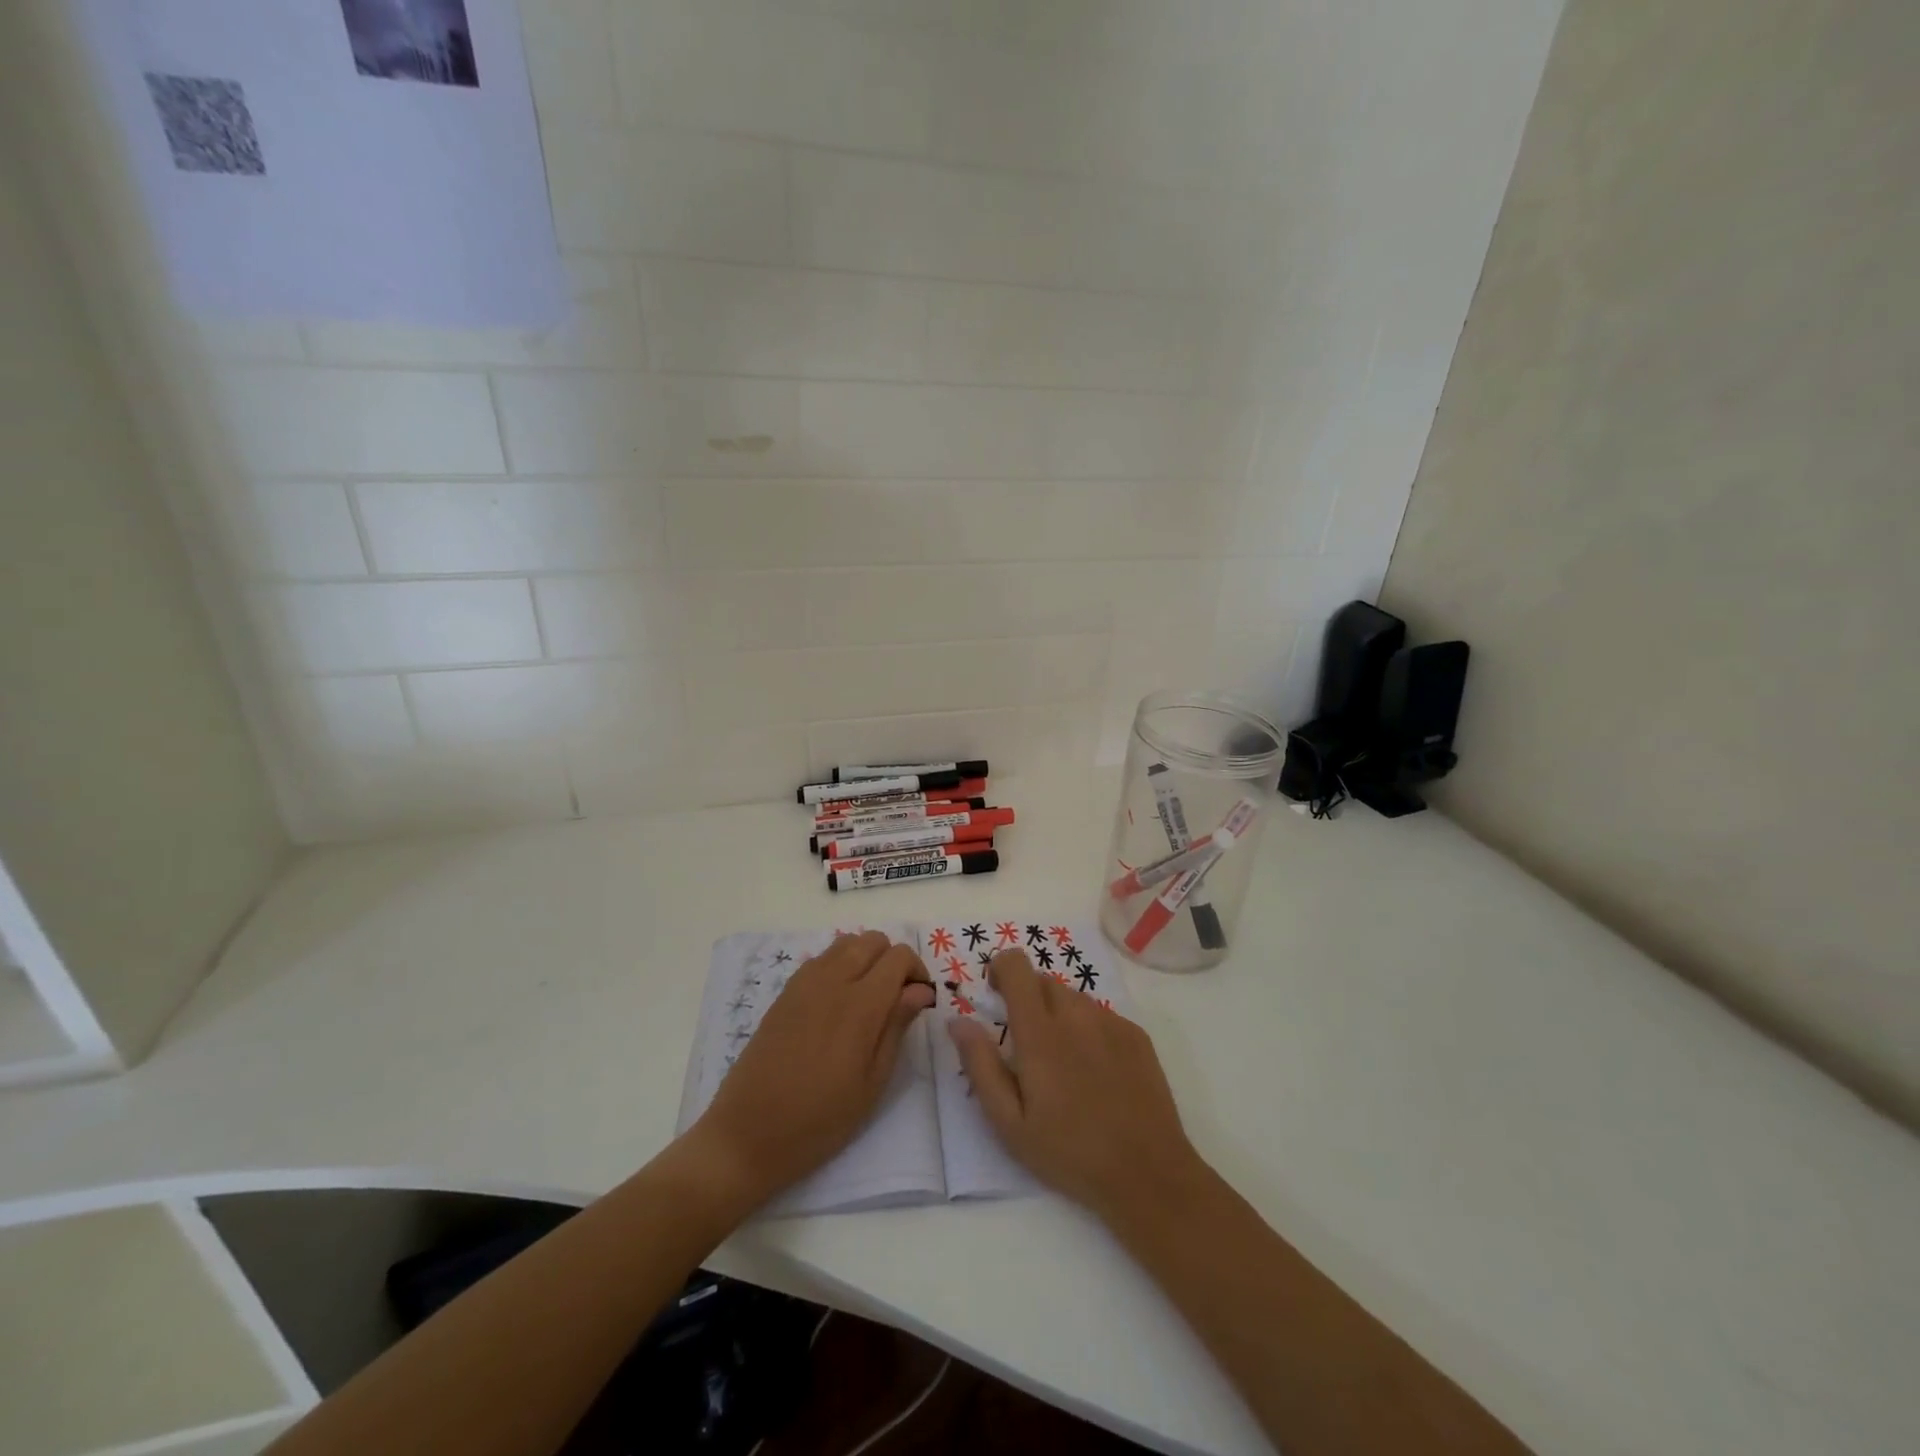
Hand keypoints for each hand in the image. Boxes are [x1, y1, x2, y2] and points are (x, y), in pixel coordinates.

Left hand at [690, 932, 934, 1207]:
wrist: (747, 1134)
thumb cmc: (819, 1120)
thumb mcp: (872, 1083)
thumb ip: (897, 1027)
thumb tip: (920, 991)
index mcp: (860, 1005)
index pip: (899, 957)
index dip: (917, 972)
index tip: (919, 1002)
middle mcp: (832, 981)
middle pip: (873, 940)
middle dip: (893, 960)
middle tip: (896, 999)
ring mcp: (804, 983)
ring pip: (846, 943)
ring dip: (865, 959)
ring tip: (867, 999)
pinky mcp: (785, 992)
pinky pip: (821, 959)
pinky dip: (839, 966)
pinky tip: (837, 1005)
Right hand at [949, 950, 1206, 1225]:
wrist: (1147, 1173)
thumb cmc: (1069, 1152)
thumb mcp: (1009, 1122)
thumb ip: (980, 1064)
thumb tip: (958, 1021)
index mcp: (1040, 1032)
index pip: (1016, 966)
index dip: (1000, 969)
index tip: (995, 995)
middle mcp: (1076, 1014)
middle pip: (1043, 981)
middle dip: (1027, 999)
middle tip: (1026, 1045)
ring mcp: (1110, 1021)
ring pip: (1072, 997)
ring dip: (1058, 1014)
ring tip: (1062, 1063)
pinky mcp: (1135, 1034)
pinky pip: (1101, 1014)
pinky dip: (1088, 1028)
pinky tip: (1094, 1071)